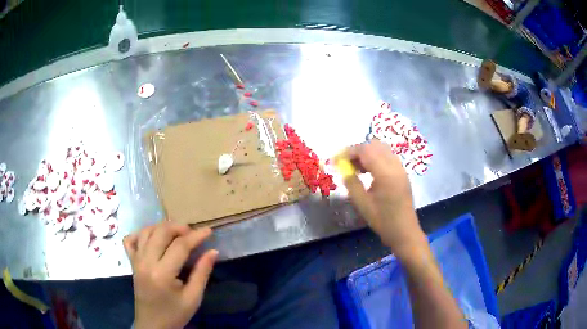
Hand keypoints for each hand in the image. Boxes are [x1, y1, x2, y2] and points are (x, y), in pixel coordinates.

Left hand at [124, 222, 217, 328]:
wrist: (153, 325)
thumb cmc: (175, 314)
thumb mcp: (193, 298)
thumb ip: (202, 273)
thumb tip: (213, 251)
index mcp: (162, 274)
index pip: (180, 246)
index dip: (196, 236)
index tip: (209, 231)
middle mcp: (146, 262)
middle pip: (161, 232)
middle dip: (179, 227)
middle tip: (192, 233)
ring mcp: (136, 261)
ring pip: (146, 231)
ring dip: (162, 227)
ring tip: (176, 233)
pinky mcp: (131, 263)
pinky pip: (131, 240)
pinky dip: (141, 233)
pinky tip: (153, 238)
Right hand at [343, 140, 426, 257]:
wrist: (404, 231)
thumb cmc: (383, 220)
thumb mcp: (362, 204)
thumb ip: (352, 183)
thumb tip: (342, 169)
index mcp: (385, 173)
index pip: (365, 150)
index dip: (348, 152)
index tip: (336, 160)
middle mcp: (395, 166)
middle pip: (374, 145)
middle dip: (358, 151)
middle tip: (346, 164)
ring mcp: (400, 168)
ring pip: (382, 149)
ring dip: (367, 153)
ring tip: (356, 168)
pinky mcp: (402, 173)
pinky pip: (388, 156)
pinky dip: (376, 158)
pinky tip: (369, 172)